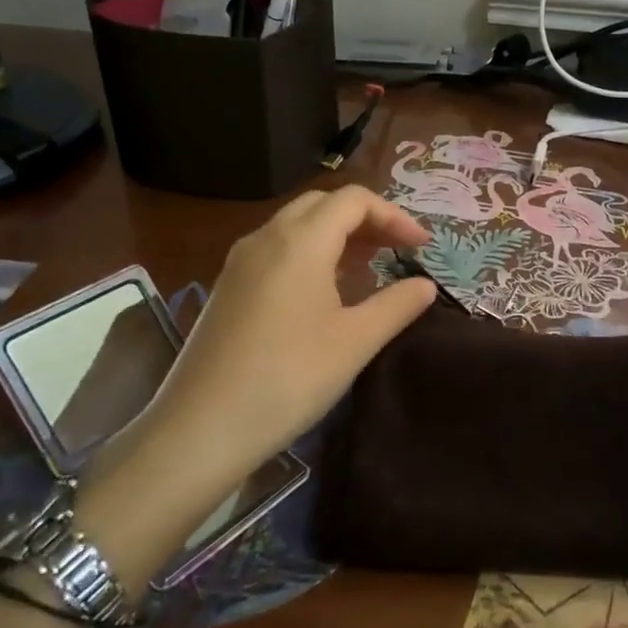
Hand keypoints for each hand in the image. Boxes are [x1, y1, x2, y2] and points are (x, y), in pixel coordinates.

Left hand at [141, 186, 434, 468]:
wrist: (201, 427)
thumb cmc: (289, 378)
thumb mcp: (355, 342)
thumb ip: (397, 305)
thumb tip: (426, 286)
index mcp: (300, 240)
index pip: (354, 200)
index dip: (394, 216)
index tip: (422, 247)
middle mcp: (266, 237)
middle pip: (323, 204)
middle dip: (366, 219)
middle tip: (397, 250)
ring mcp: (240, 262)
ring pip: (296, 226)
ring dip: (337, 235)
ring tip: (369, 266)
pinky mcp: (228, 287)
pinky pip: (277, 250)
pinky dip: (310, 253)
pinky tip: (325, 291)